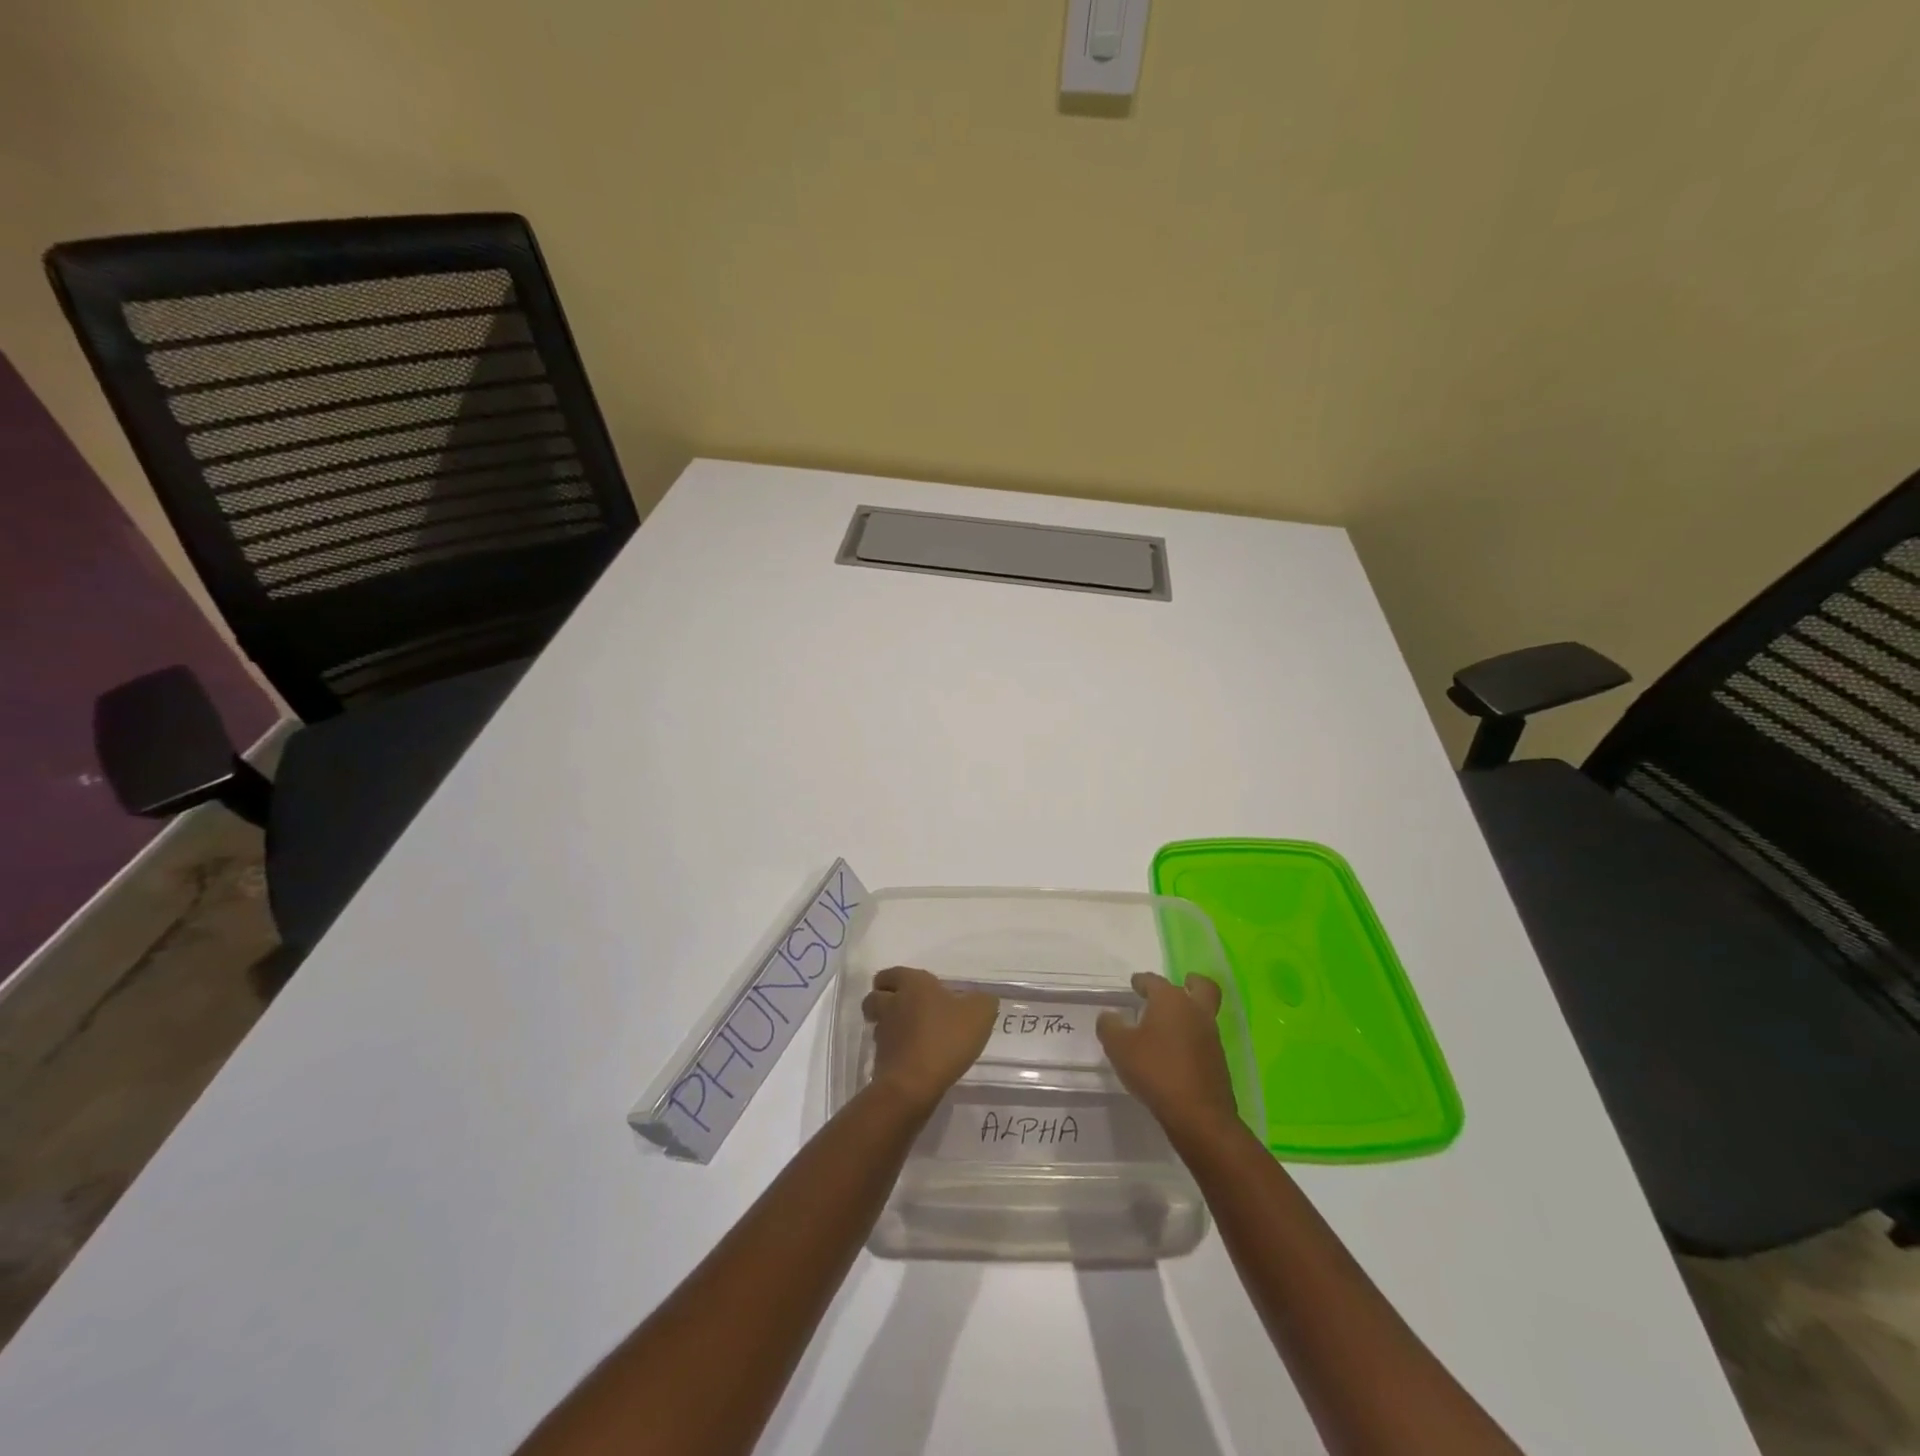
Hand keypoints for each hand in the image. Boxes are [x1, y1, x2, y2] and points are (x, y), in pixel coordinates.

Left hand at [861, 966, 997, 1115]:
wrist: (915, 1083)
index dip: (897, 979)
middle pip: (875, 996)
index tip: (910, 987)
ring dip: (889, 1025)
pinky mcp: (880, 1061)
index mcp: (913, 984)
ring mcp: (883, 1033)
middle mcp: (892, 1004)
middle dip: (884, 999)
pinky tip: (914, 1058)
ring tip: (910, 1035)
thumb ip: (982, 1001)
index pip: (892, 973)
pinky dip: (894, 1051)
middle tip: (904, 1008)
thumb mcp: (980, 1013)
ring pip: (878, 1023)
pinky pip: (884, 1049)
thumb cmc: (946, 1038)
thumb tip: (979, 999)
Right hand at [1097, 972, 1240, 1143]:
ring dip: (1190, 1013)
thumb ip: (1110, 1026)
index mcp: (1171, 1001)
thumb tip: (1109, 1016)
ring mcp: (1211, 1037)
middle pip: (1201, 987)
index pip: (1155, 981)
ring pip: (1204, 1013)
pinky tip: (1175, 1052)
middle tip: (1179, 986)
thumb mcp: (1119, 1047)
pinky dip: (1192, 1038)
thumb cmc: (1155, 1071)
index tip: (1135, 983)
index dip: (1142, 981)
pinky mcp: (1218, 1061)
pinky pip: (1204, 1039)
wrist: (1198, 1115)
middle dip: (1191, 982)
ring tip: (1168, 1025)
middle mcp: (1195, 1012)